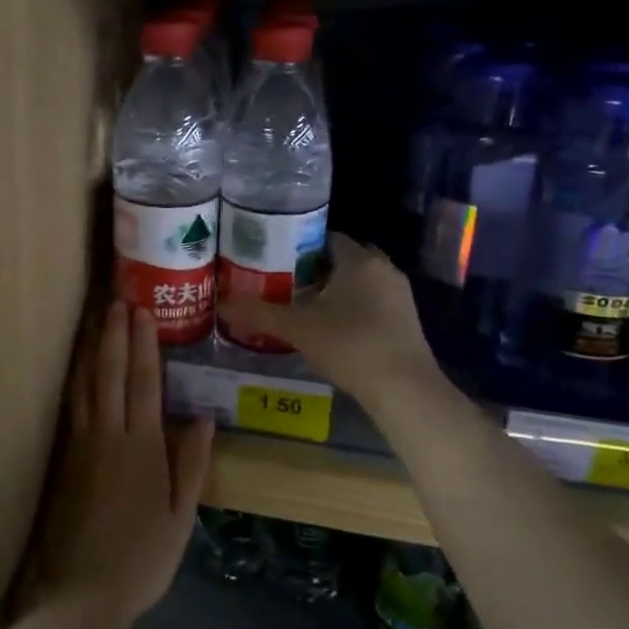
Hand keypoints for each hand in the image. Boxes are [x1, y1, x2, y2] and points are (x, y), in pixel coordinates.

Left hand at [20, 302, 212, 628]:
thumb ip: (192, 464)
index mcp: (143, 446)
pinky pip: (72, 402)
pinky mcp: (64, 455)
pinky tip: (78, 364)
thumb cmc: (141, 559)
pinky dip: (75, 375)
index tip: (142, 311)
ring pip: (87, 381)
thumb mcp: (181, 518)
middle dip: (115, 332)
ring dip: (93, 346)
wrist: (82, 593)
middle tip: (118, 298)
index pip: (144, 381)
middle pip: (112, 371)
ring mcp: (82, 441)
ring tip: (96, 317)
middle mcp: (109, 433)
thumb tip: (204, 416)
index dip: (144, 343)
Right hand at [218, 233, 438, 400]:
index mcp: (359, 259)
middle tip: (283, 283)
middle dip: (314, 270)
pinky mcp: (407, 321)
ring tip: (301, 307)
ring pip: (358, 283)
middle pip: (342, 260)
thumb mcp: (297, 328)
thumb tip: (221, 304)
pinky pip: (372, 303)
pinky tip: (330, 329)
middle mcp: (383, 269)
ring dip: (333, 291)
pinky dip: (351, 309)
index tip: (273, 259)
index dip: (298, 246)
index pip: (325, 237)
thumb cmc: (349, 345)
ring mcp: (399, 295)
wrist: (404, 390)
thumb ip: (259, 313)